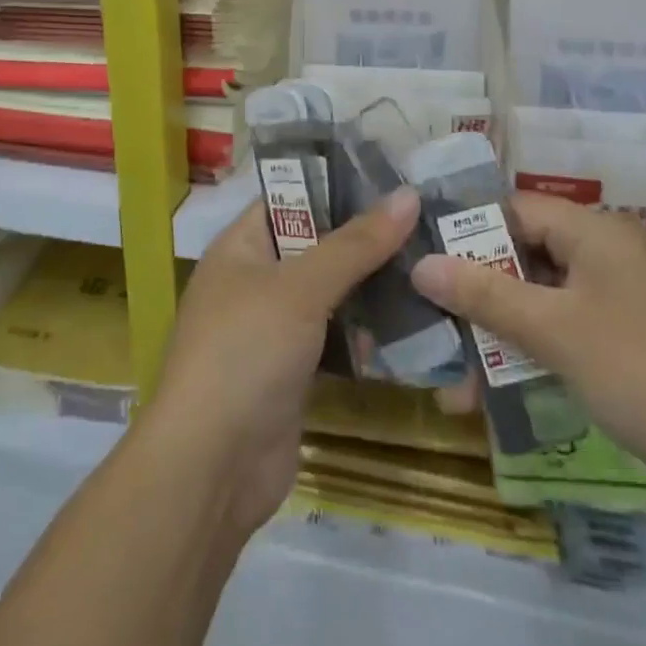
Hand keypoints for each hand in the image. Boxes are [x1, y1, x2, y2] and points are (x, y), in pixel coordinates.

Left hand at [142, 188, 418, 535]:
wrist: (212, 467)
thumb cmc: (246, 352)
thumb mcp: (300, 288)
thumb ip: (355, 243)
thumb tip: (408, 195)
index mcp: (240, 247)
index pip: (290, 198)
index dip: (337, 185)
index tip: (395, 179)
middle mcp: (254, 282)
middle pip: (316, 246)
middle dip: (366, 239)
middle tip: (429, 223)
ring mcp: (273, 330)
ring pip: (331, 295)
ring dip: (373, 287)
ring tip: (433, 265)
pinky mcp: (293, 372)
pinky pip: (336, 338)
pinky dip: (366, 333)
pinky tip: (414, 324)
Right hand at [410, 192, 645, 515]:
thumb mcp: (555, 330)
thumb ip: (485, 294)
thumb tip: (420, 264)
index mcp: (594, 233)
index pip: (514, 210)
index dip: (465, 230)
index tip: (417, 257)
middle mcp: (606, 258)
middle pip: (523, 259)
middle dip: (473, 294)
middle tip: (424, 322)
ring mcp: (619, 306)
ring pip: (540, 306)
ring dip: (496, 337)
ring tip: (448, 378)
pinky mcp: (628, 350)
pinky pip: (564, 339)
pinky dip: (530, 360)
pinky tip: (490, 398)